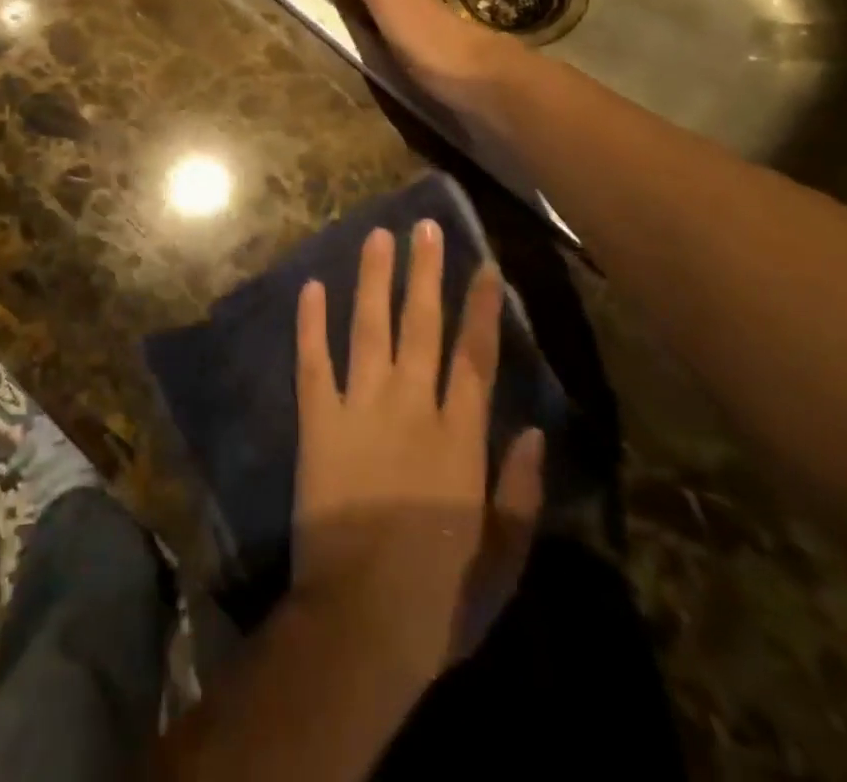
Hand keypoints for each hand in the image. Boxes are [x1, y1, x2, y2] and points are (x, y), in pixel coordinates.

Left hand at [294, 220, 544, 675]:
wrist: (359, 622)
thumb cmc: (438, 598)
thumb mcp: (502, 558)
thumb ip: (521, 492)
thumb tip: (536, 431)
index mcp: (459, 438)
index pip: (475, 355)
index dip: (481, 307)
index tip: (484, 265)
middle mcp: (410, 406)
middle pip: (421, 325)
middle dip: (425, 272)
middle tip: (425, 225)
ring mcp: (359, 408)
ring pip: (369, 327)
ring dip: (373, 279)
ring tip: (377, 236)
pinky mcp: (317, 421)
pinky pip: (313, 361)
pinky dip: (310, 323)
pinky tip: (310, 286)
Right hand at [312, 0, 515, 120]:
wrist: (491, 95)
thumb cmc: (435, 45)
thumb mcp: (394, 0)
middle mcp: (414, 10)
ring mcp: (427, 41)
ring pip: (391, 12)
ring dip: (370, 2)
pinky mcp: (434, 71)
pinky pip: (398, 43)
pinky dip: (383, 34)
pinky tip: (382, 41)